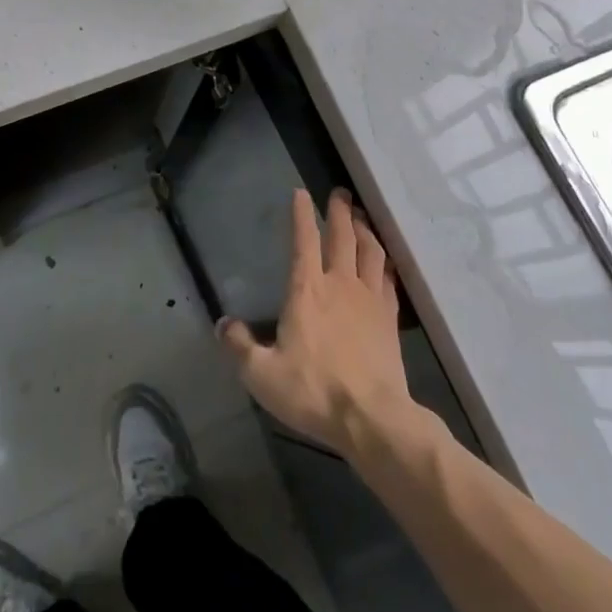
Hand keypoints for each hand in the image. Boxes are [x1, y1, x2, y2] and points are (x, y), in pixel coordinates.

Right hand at [218, 188, 414, 457]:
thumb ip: (239, 346)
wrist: (372, 418)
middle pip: (342, 237)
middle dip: (339, 211)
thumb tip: (222, 325)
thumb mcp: (261, 374)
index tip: (300, 193)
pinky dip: (384, 262)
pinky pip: (388, 278)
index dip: (301, 215)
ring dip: (364, 230)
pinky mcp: (389, 319)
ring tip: (361, 218)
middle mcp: (340, 284)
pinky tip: (383, 260)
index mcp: (307, 290)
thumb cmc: (313, 391)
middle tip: (340, 192)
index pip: (304, 241)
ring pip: (370, 252)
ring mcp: (369, 299)